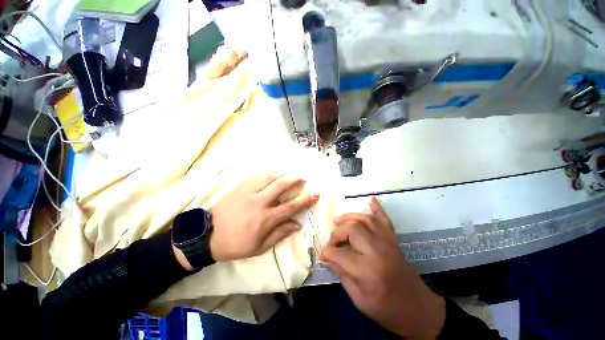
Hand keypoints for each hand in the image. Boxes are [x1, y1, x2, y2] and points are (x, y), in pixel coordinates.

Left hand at [209, 173, 318, 260]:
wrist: (207, 235)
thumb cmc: (235, 244)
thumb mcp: (259, 247)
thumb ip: (279, 234)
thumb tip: (296, 224)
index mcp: (265, 219)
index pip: (290, 207)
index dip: (305, 200)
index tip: (315, 193)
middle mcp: (259, 202)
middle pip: (281, 186)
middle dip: (295, 180)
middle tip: (302, 178)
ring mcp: (248, 192)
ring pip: (269, 177)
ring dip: (282, 174)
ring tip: (288, 174)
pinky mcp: (239, 186)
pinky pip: (257, 175)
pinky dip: (268, 173)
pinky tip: (273, 173)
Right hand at [320, 198, 445, 338]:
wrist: (418, 309)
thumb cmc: (387, 310)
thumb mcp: (359, 299)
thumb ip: (341, 275)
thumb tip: (327, 258)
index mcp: (369, 270)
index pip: (340, 254)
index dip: (328, 253)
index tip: (322, 255)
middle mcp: (378, 250)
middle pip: (352, 230)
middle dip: (337, 233)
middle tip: (331, 243)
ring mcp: (387, 242)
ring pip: (365, 220)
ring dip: (349, 217)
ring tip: (337, 219)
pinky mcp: (393, 240)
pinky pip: (385, 220)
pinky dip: (377, 208)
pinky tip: (371, 199)